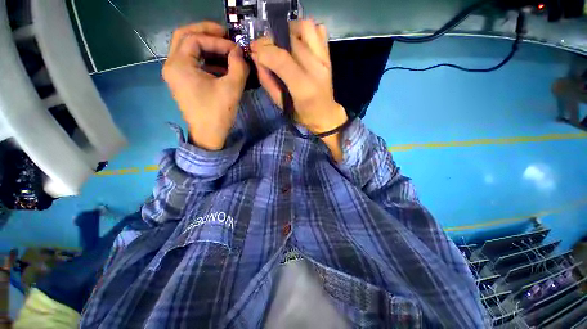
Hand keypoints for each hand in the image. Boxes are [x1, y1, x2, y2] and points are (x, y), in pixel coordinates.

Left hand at [162, 22, 248, 150]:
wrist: (208, 136)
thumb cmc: (218, 113)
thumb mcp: (232, 88)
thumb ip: (238, 65)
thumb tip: (239, 52)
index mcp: (179, 65)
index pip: (195, 39)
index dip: (217, 40)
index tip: (236, 49)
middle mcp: (172, 65)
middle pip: (185, 37)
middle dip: (206, 32)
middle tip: (225, 33)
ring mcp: (176, 74)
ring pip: (187, 48)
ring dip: (206, 45)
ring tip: (225, 48)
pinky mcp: (183, 82)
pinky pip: (192, 62)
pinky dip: (206, 59)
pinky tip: (221, 65)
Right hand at [250, 19, 346, 135]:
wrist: (325, 114)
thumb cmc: (301, 114)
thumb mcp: (280, 104)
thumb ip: (267, 81)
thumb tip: (256, 58)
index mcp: (303, 87)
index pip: (281, 59)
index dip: (263, 50)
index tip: (254, 51)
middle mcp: (316, 68)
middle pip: (291, 39)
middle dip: (271, 39)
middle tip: (265, 47)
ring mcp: (324, 59)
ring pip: (306, 27)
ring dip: (289, 30)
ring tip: (282, 42)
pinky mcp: (328, 55)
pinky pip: (319, 30)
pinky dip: (305, 30)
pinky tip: (298, 41)